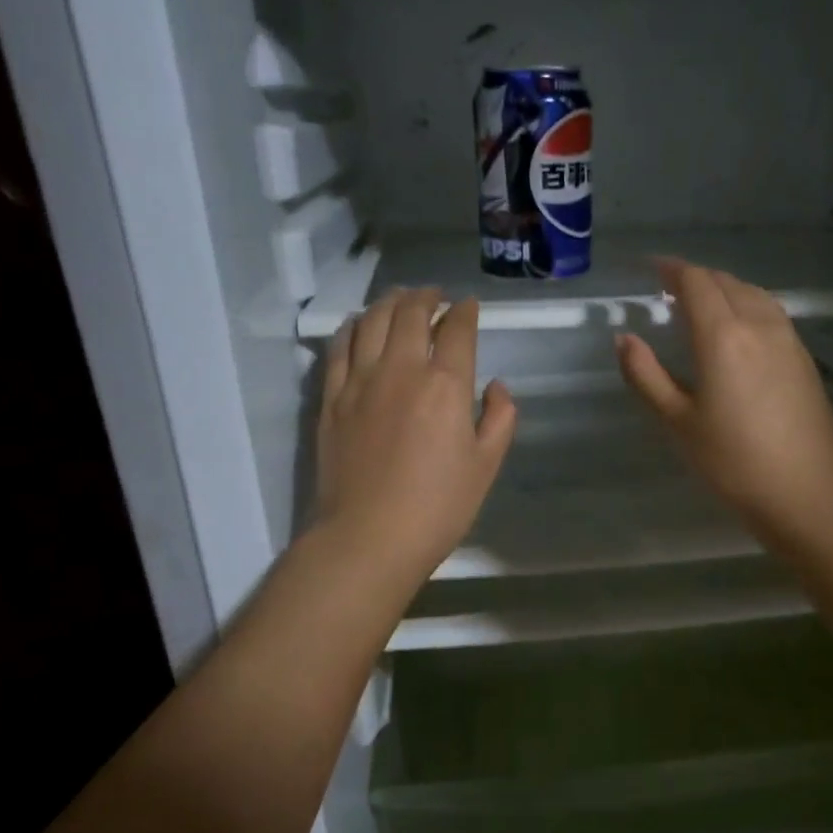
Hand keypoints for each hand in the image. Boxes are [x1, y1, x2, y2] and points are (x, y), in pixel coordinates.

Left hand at [317, 288, 516, 582]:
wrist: (370, 537)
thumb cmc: (439, 507)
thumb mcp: (487, 465)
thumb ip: (499, 418)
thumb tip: (496, 387)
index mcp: (446, 385)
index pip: (457, 331)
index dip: (466, 313)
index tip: (470, 306)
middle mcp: (402, 370)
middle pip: (411, 314)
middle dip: (427, 297)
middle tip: (436, 296)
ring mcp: (360, 381)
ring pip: (373, 321)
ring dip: (390, 303)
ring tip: (400, 300)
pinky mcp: (332, 398)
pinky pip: (340, 347)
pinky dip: (353, 327)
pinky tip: (360, 325)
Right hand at [616, 259, 832, 545]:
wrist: (806, 492)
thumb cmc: (733, 462)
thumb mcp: (678, 422)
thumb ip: (646, 375)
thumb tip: (624, 338)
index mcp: (723, 336)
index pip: (696, 283)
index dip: (671, 269)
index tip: (651, 269)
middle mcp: (759, 325)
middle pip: (726, 282)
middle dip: (696, 278)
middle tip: (669, 290)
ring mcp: (788, 339)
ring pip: (753, 294)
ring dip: (724, 289)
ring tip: (702, 305)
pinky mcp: (804, 358)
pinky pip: (771, 313)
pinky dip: (747, 305)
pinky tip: (738, 329)